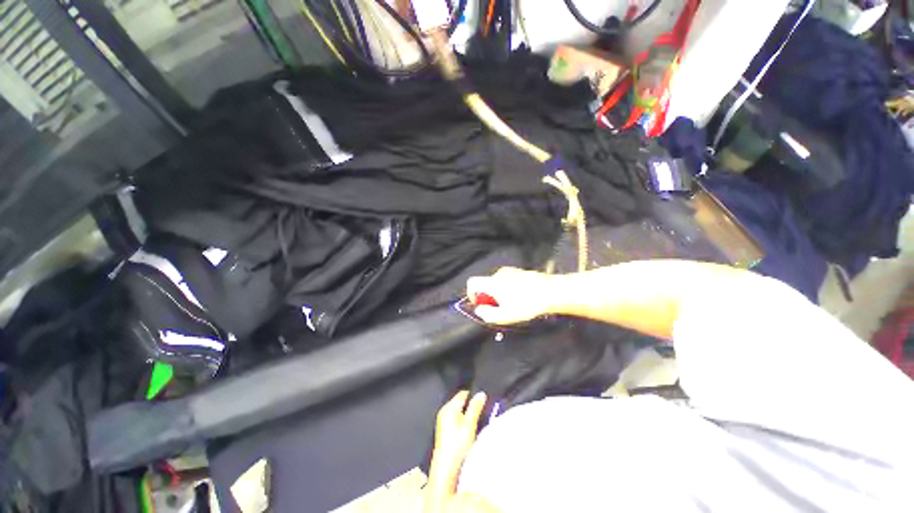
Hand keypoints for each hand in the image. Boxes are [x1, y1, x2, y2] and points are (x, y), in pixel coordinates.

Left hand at [429, 391, 486, 491]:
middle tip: (483, 411)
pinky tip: (470, 430)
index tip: (484, 399)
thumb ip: (475, 407)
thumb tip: (481, 394)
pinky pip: (456, 420)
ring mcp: (443, 422)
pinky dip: (464, 422)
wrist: (445, 469)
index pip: (463, 393)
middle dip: (471, 405)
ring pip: (459, 412)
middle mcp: (444, 412)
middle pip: (461, 402)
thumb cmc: (457, 445)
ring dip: (468, 415)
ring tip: (478, 421)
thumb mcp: (469, 424)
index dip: (473, 395)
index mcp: (449, 407)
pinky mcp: (445, 432)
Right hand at [466, 267, 557, 324]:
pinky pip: (507, 280)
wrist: (551, 292)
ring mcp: (511, 271)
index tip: (480, 304)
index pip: (472, 282)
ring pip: (497, 283)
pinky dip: (508, 289)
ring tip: (513, 304)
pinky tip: (522, 297)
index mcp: (493, 283)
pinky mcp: (520, 271)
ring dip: (499, 293)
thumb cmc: (527, 305)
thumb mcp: (505, 316)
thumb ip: (488, 315)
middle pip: (486, 284)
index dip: (471, 294)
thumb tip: (479, 310)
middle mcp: (499, 274)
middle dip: (489, 297)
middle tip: (500, 308)